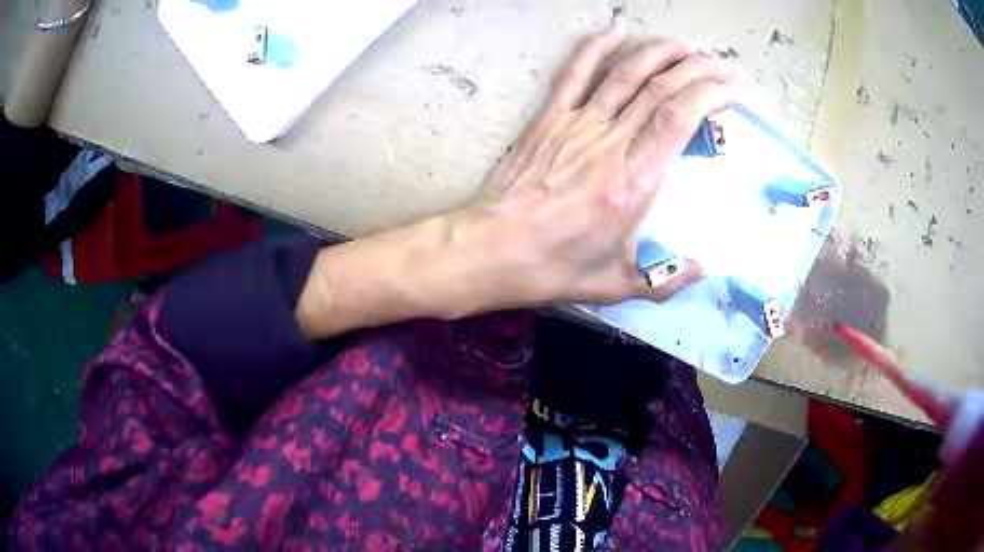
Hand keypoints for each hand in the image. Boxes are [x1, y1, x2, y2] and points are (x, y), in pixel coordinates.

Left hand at [455, 26, 739, 306]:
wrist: (490, 248)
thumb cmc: (552, 267)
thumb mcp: (615, 285)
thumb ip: (664, 281)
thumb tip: (702, 270)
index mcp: (634, 180)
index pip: (680, 117)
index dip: (709, 94)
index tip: (730, 91)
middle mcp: (610, 142)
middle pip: (661, 88)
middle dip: (697, 70)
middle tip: (720, 66)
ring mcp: (577, 124)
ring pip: (626, 74)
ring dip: (659, 53)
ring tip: (686, 46)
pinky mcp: (549, 119)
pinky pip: (575, 73)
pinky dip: (596, 47)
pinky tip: (616, 30)